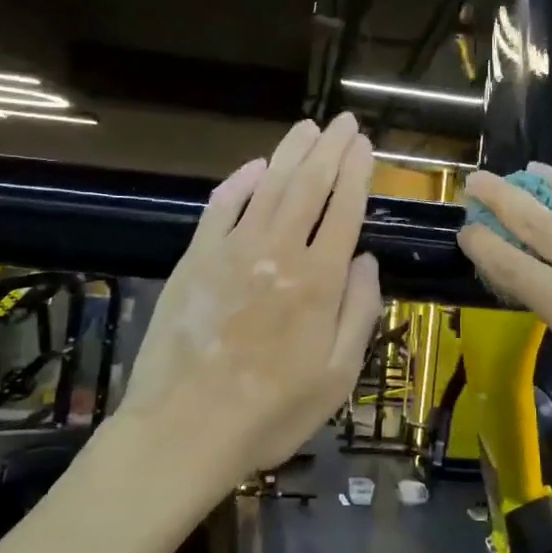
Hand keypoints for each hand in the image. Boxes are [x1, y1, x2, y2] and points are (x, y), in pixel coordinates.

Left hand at [118, 114, 381, 480]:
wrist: (184, 430)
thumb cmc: (271, 412)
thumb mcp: (337, 376)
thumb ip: (359, 312)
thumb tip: (367, 260)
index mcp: (319, 281)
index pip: (345, 209)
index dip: (357, 173)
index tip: (366, 145)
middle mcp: (279, 253)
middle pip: (309, 186)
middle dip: (330, 149)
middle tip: (345, 122)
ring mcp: (232, 252)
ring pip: (268, 186)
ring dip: (290, 153)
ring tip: (308, 128)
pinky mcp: (195, 259)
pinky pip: (220, 208)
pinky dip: (239, 182)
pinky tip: (254, 166)